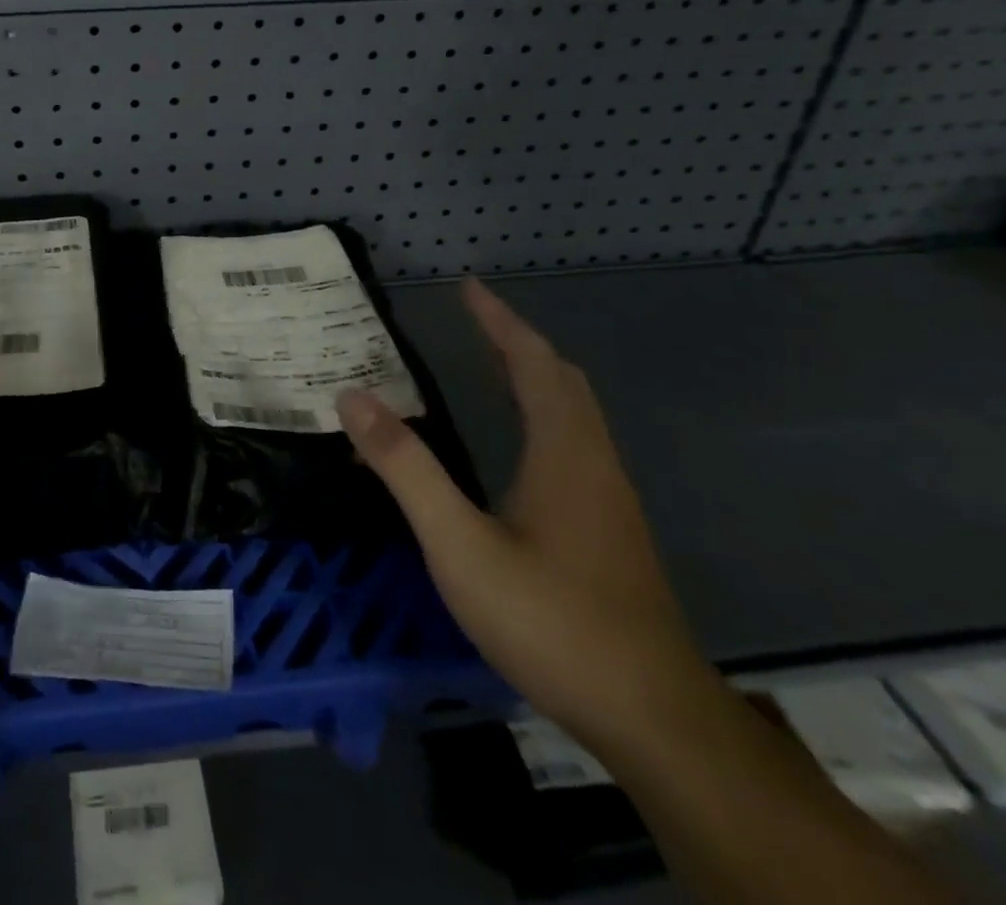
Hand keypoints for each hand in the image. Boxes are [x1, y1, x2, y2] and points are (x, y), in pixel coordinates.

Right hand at [338, 278, 711, 749]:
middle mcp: (593, 462)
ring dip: (534, 376)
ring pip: (574, 413)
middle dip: (518, 341)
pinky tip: (516, 444)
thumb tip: (353, 397)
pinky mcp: (609, 530)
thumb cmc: (551, 621)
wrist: (653, 718)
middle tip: (473, 320)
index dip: (500, 321)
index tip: (468, 287)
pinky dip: (542, 413)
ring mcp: (608, 499)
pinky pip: (574, 443)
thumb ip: (406, 468)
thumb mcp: (460, 544)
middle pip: (562, 380)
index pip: (533, 363)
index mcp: (563, 451)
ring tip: (488, 364)